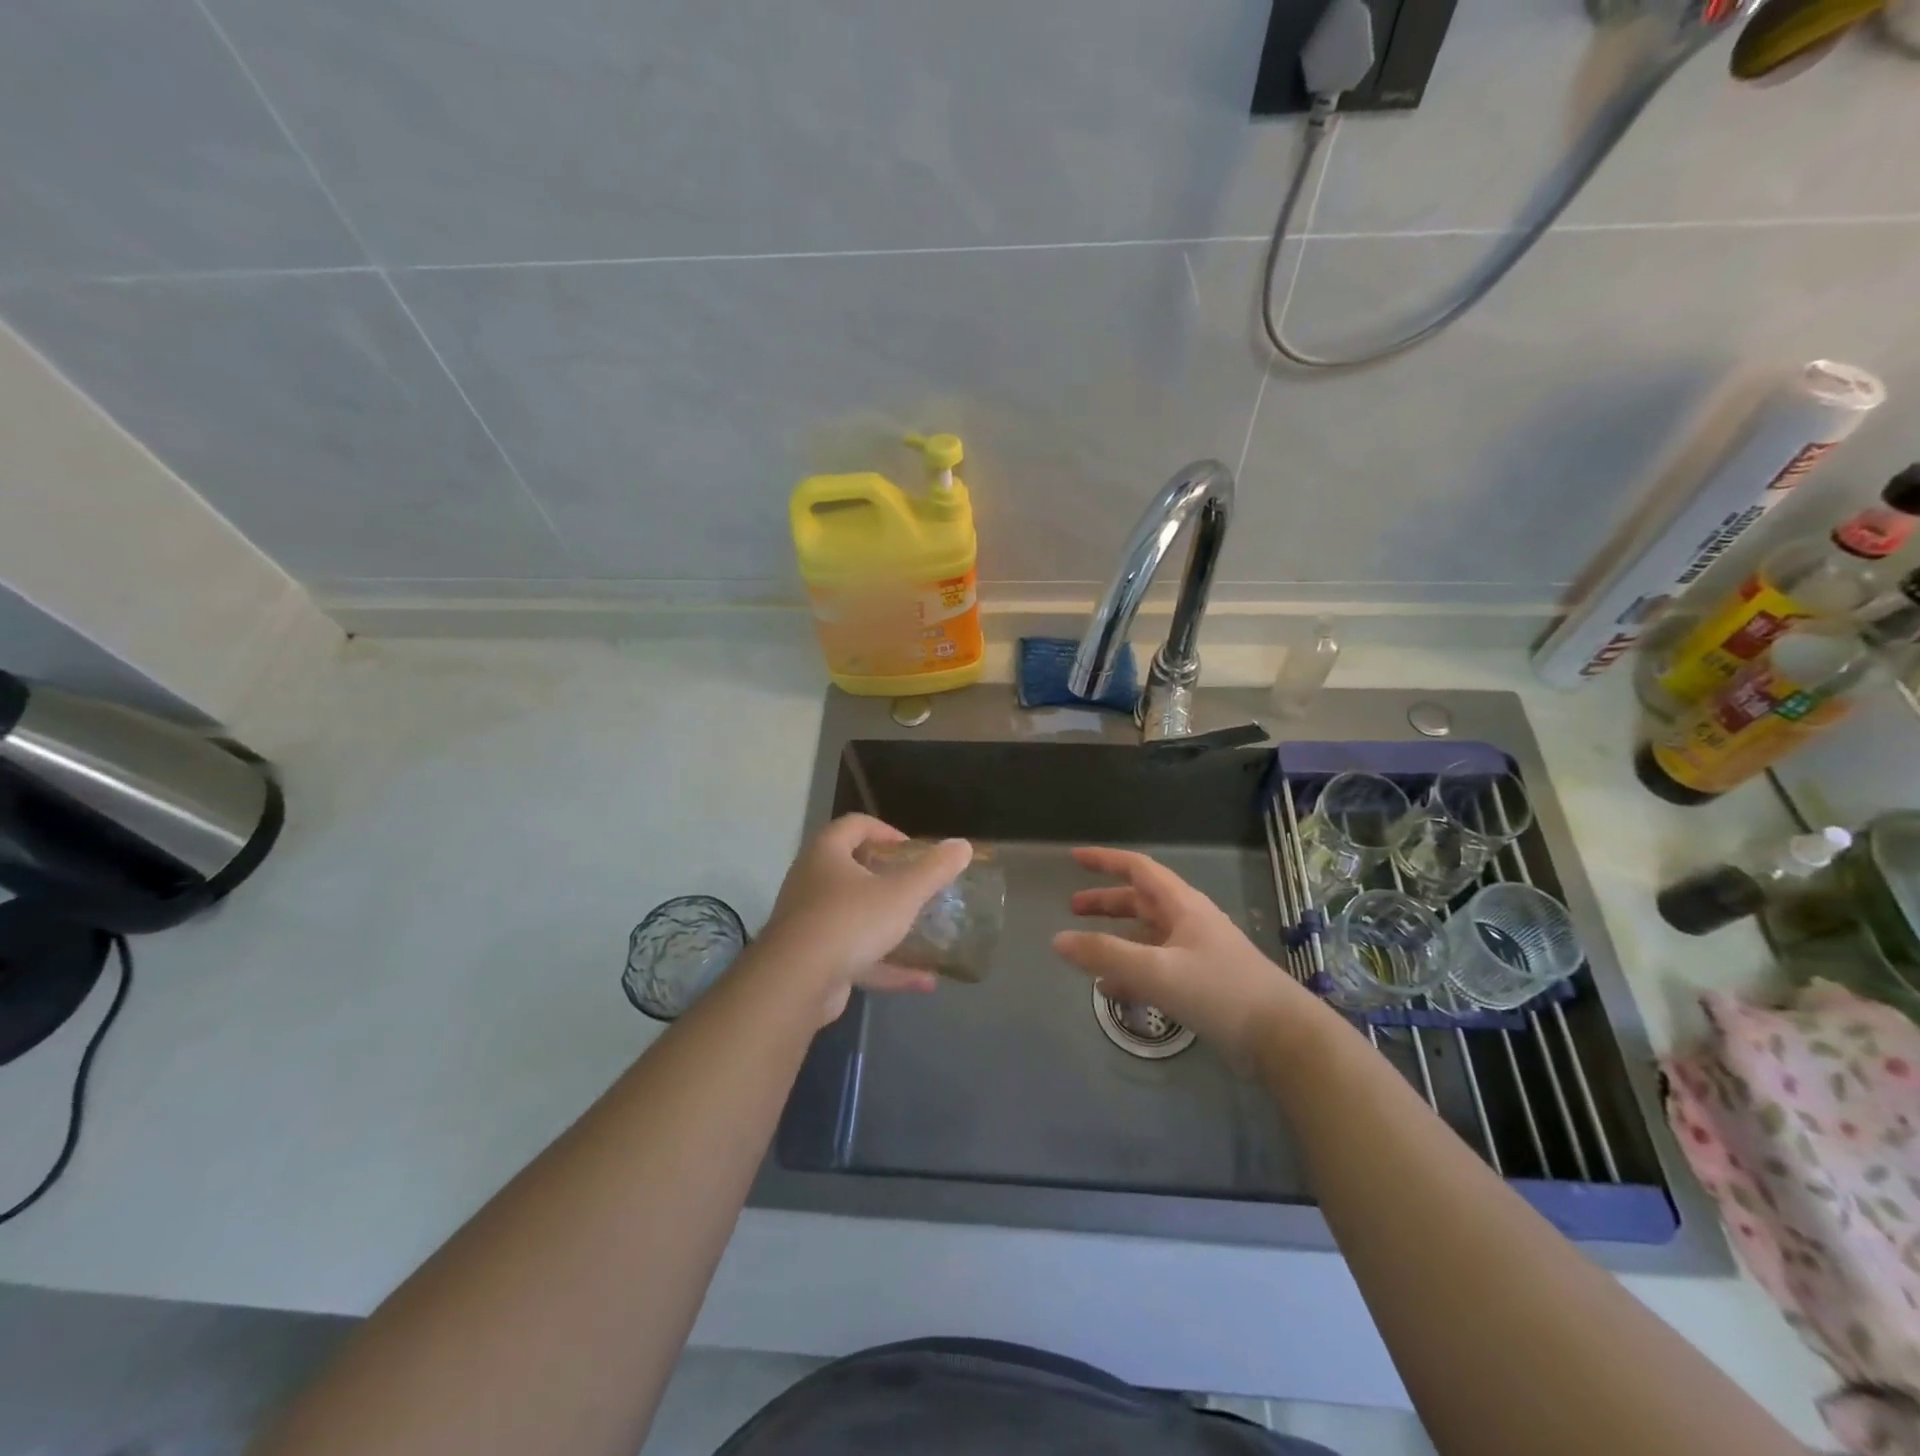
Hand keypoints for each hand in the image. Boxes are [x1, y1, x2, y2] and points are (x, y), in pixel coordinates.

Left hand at [760, 814, 973, 1024]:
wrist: (795, 983)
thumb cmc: (849, 921)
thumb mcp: (901, 893)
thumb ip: (933, 870)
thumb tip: (962, 845)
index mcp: (826, 853)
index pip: (855, 825)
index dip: (886, 831)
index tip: (913, 850)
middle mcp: (812, 882)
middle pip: (852, 869)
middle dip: (888, 878)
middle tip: (918, 887)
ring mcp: (809, 923)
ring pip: (854, 916)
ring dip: (889, 924)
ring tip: (924, 932)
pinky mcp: (812, 960)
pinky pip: (854, 954)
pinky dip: (886, 964)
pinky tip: (923, 980)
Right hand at [1052, 847, 1327, 1066]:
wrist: (1282, 1037)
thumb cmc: (1219, 991)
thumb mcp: (1156, 970)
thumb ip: (1105, 955)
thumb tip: (1058, 940)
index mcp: (1182, 906)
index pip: (1138, 869)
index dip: (1105, 860)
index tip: (1075, 857)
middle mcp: (1189, 922)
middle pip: (1140, 902)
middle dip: (1106, 902)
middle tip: (1073, 909)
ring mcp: (1197, 953)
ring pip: (1147, 937)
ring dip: (1117, 940)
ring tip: (1086, 954)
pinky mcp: (1202, 983)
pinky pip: (1157, 968)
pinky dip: (1132, 972)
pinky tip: (1113, 991)